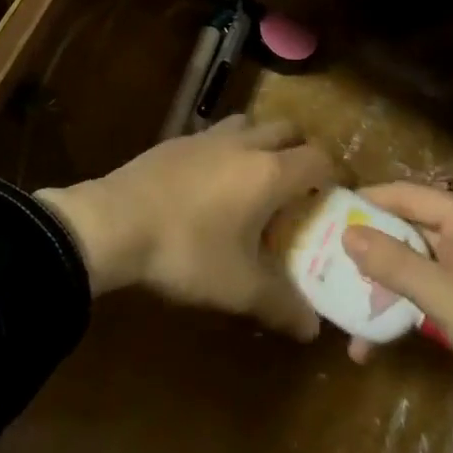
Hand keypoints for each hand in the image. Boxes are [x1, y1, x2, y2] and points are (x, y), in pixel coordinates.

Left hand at [36, 116, 334, 338]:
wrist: (115, 222)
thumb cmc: (187, 251)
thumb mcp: (238, 288)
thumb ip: (281, 304)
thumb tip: (312, 328)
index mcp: (269, 172)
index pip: (318, 157)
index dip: (335, 174)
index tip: (337, 198)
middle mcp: (245, 143)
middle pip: (288, 129)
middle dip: (301, 152)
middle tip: (300, 189)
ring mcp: (209, 136)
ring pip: (251, 124)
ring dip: (264, 143)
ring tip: (258, 181)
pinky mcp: (179, 140)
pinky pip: (218, 134)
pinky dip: (230, 149)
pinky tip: (215, 183)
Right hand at [343, 182, 452, 452]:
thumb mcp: (445, 298)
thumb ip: (395, 263)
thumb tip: (347, 233)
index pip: (407, 194)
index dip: (369, 199)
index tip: (329, 210)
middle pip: (407, 230)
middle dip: (369, 247)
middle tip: (325, 258)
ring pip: (412, 267)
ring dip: (379, 286)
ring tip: (340, 306)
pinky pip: (424, 297)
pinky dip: (399, 311)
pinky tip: (370, 342)